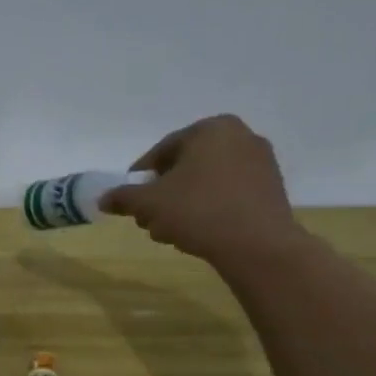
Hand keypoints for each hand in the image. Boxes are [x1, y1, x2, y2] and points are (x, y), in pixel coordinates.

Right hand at [98, 114, 298, 265]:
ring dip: (182, 203)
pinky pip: (228, 192)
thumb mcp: (148, 203)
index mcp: (210, 129)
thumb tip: (103, 199)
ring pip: (205, 181)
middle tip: (149, 218)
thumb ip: (123, 197)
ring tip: (170, 230)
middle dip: (163, 192)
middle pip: (184, 165)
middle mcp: (240, 137)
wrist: (257, 246)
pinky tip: (197, 231)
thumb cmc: (198, 211)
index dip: (140, 177)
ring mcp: (261, 162)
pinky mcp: (272, 189)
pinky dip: (208, 207)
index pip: (162, 151)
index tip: (131, 199)